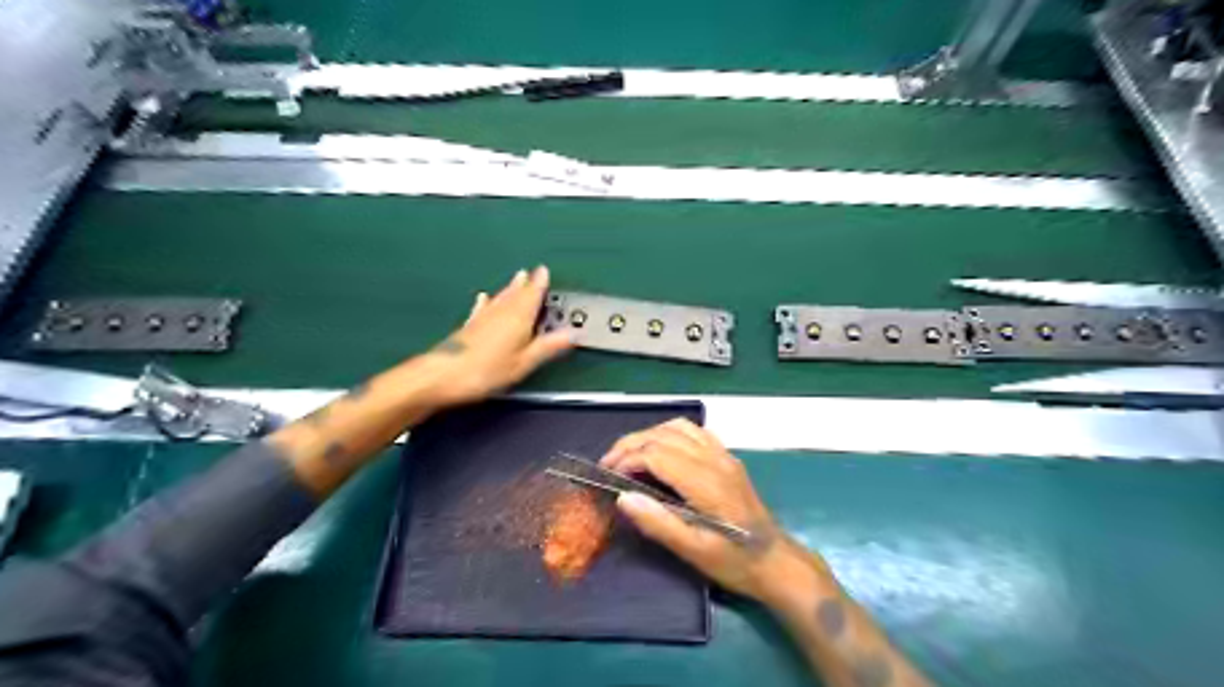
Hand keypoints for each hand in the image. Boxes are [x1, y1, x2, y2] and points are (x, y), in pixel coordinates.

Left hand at [426, 266, 575, 407]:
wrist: (442, 375)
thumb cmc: (486, 371)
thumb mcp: (524, 363)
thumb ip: (547, 347)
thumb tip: (571, 334)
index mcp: (518, 319)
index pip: (532, 295)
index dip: (539, 283)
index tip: (544, 271)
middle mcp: (500, 313)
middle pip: (516, 294)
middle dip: (526, 284)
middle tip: (532, 272)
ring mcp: (482, 319)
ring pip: (500, 299)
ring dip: (509, 289)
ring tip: (516, 278)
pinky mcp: (468, 328)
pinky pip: (482, 309)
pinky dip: (486, 302)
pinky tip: (483, 298)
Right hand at [602, 419, 815, 599]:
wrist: (776, 561)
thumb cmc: (735, 562)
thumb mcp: (694, 552)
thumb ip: (658, 523)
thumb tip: (623, 497)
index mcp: (706, 482)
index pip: (657, 454)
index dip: (627, 460)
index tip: (609, 477)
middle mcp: (714, 460)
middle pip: (663, 435)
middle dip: (631, 444)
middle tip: (608, 462)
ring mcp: (723, 455)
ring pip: (678, 427)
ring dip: (648, 435)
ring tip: (628, 455)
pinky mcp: (727, 458)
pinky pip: (694, 432)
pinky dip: (669, 433)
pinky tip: (659, 451)